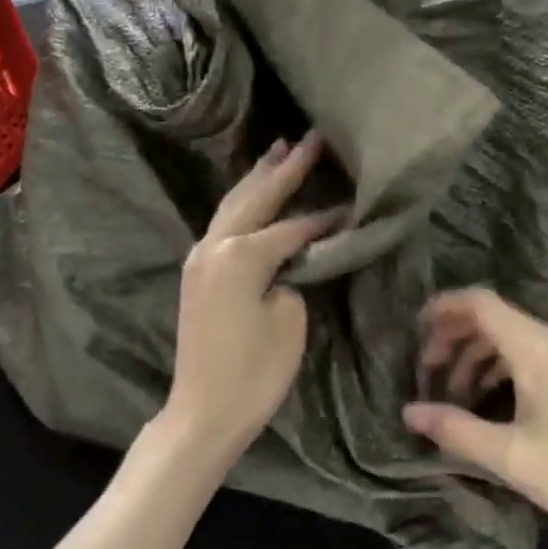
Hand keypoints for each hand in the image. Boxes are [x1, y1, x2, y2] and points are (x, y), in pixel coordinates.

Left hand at [164, 132, 342, 470]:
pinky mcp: (196, 271)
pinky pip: (223, 223)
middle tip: (310, 138)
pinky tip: (253, 194)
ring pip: (232, 204)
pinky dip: (242, 203)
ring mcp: (200, 257)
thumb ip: (294, 276)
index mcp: (242, 255)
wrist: (203, 410)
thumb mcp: (289, 320)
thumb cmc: (254, 372)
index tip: (351, 202)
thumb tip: (293, 258)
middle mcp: (215, 245)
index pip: (292, 226)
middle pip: (256, 197)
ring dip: (258, 178)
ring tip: (279, 149)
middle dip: (284, 167)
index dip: (324, 216)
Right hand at [403, 289, 547, 548]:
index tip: (413, 333)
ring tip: (449, 393)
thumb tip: (409, 411)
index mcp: (534, 348)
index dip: (442, 309)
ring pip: (505, 337)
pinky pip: (523, 354)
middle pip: (490, 317)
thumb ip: (455, 429)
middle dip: (452, 336)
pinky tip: (483, 403)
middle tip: (425, 370)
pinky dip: (494, 368)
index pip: (479, 303)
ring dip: (472, 356)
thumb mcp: (510, 456)